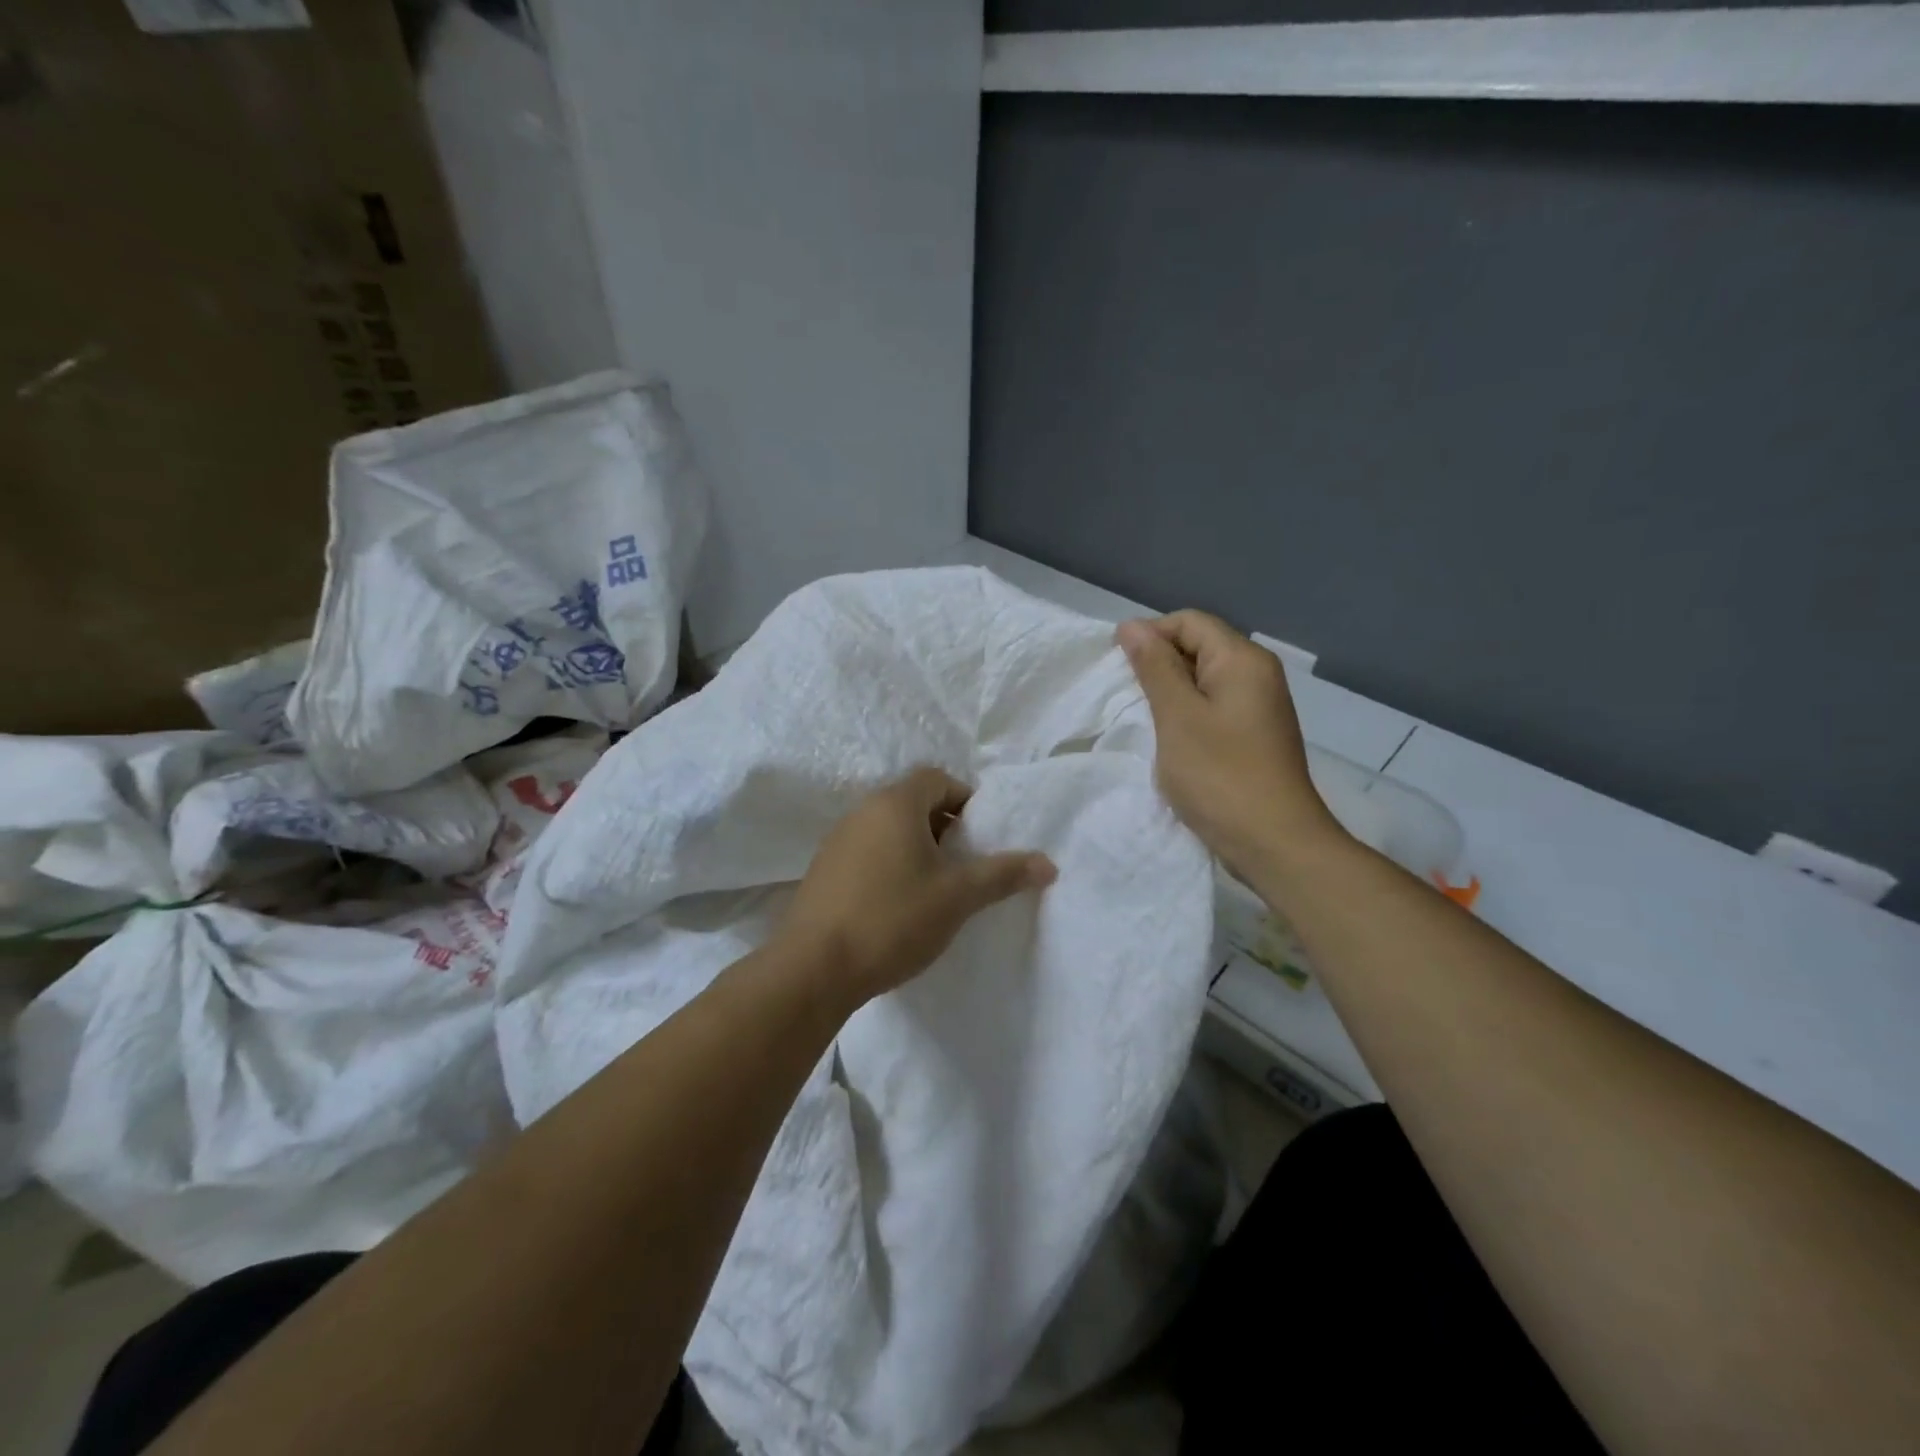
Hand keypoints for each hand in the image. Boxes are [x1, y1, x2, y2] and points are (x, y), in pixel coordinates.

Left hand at [780, 767, 1056, 1006]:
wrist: (814, 968)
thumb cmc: (893, 919)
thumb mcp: (957, 897)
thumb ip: (1003, 874)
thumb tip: (1049, 864)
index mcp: (895, 804)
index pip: (937, 778)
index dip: (966, 800)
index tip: (981, 837)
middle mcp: (862, 811)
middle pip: (913, 802)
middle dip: (944, 827)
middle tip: (964, 864)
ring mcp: (837, 840)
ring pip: (888, 829)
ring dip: (916, 848)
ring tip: (936, 888)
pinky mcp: (823, 870)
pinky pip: (867, 852)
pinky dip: (890, 864)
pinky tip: (898, 905)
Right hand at [1117, 611, 1344, 882]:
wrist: (1274, 842)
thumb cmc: (1220, 776)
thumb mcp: (1177, 717)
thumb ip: (1154, 667)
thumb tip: (1132, 626)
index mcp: (1242, 660)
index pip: (1189, 622)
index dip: (1149, 634)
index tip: (1116, 666)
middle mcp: (1257, 674)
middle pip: (1199, 646)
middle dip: (1158, 663)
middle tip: (1125, 695)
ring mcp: (1259, 706)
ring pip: (1204, 679)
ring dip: (1170, 692)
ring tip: (1143, 718)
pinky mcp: (1254, 735)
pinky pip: (1214, 707)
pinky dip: (1187, 714)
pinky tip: (1169, 739)